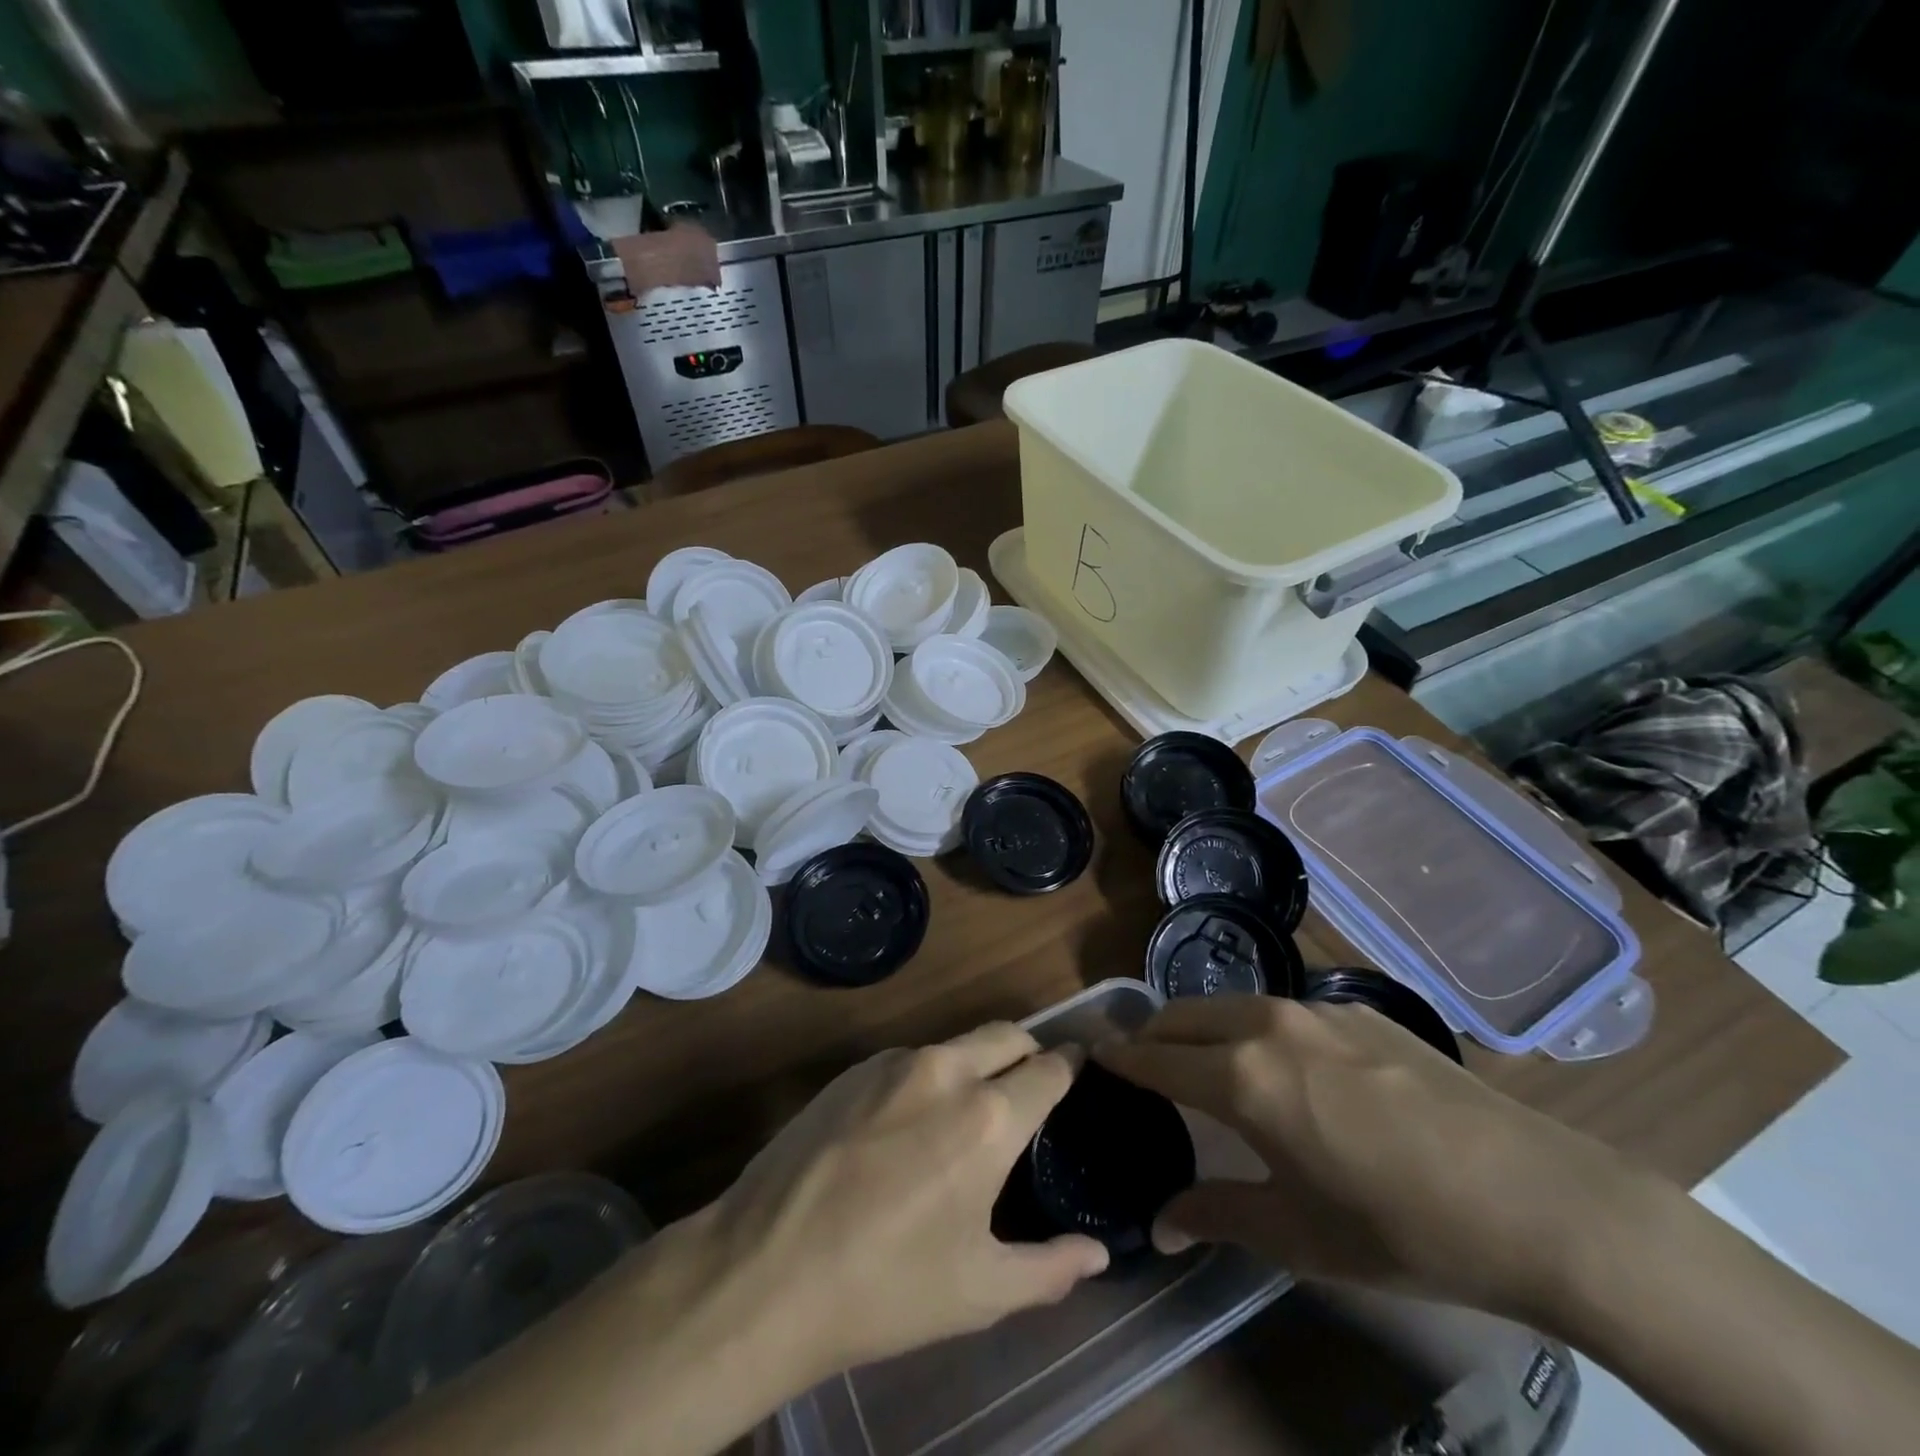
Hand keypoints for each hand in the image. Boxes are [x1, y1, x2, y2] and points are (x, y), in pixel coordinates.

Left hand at [701, 1022, 1110, 1382]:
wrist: (764, 1269)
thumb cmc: (885, 1287)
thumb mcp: (978, 1292)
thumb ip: (1050, 1268)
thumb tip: (1097, 1253)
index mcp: (987, 1118)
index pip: (1048, 1069)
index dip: (1070, 1068)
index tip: (1078, 1071)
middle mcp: (946, 1071)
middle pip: (1006, 1034)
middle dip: (1028, 1051)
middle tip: (1031, 1085)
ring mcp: (893, 1063)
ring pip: (957, 1044)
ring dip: (976, 1064)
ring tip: (968, 1112)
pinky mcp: (852, 1069)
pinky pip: (909, 1058)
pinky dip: (929, 1077)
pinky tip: (908, 1124)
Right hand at [1095, 995, 1651, 1320]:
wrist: (1541, 1201)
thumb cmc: (1404, 1229)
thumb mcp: (1300, 1236)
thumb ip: (1218, 1216)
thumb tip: (1159, 1225)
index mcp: (1243, 1077)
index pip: (1156, 1058)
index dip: (1119, 1060)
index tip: (1093, 1058)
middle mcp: (1269, 1026)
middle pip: (1184, 1014)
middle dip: (1152, 1034)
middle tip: (1138, 1062)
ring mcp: (1318, 1011)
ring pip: (1231, 1005)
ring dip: (1201, 1026)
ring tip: (1201, 1059)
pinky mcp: (1361, 1011)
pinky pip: (1282, 1010)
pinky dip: (1253, 1028)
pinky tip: (1285, 1066)